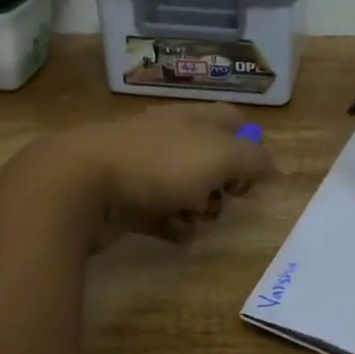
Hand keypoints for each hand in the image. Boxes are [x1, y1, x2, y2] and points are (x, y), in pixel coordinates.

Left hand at [29, 104, 276, 251]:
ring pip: (186, 189)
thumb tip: (274, 170)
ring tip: (196, 220)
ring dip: (199, 209)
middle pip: (210, 160)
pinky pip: (159, 214)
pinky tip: (176, 235)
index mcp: (192, 118)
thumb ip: (253, 160)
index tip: (255, 177)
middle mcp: (168, 137)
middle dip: (224, 185)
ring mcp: (142, 168)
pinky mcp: (124, 199)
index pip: (232, 120)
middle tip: (223, 201)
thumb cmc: (158, 164)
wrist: (80, 184)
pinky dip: (171, 226)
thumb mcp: (219, 156)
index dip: (251, 146)